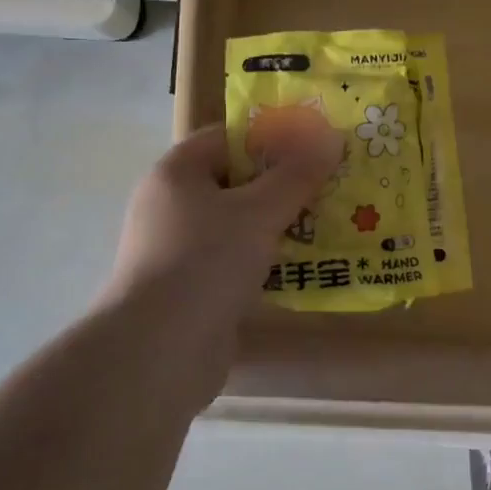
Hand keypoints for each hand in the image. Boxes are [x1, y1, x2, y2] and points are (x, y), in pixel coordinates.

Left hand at [107, 124, 341, 326]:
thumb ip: (296, 174)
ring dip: (281, 225)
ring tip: (330, 223)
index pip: (228, 137)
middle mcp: (173, 206)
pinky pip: (237, 262)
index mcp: (177, 173)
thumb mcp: (259, 211)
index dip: (273, 137)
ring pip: (240, 225)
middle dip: (284, 183)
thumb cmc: (205, 263)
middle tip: (332, 185)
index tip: (317, 146)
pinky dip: (268, 261)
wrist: (158, 352)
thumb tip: (330, 137)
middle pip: (237, 181)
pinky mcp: (193, 289)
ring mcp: (180, 250)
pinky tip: (307, 266)